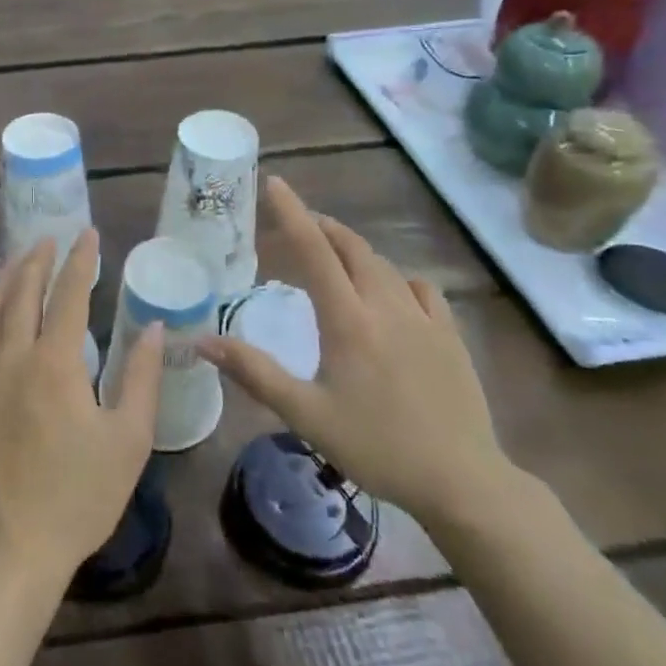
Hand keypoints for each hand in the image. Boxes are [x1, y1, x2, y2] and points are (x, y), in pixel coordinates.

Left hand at [0, 231, 163, 590]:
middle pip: (23, 292)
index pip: (69, 295)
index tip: (89, 234)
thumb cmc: (78, 497)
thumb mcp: (128, 440)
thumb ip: (141, 378)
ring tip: (17, 258)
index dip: (81, 260)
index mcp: (55, 363)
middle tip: (49, 238)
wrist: (9, 549)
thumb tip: (153, 328)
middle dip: (38, 259)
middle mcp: (12, 357)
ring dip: (6, 279)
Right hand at [198, 176, 512, 525]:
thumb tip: (203, 339)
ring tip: (333, 255)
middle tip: (297, 225)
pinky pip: (421, 288)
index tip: (274, 183)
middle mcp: (386, 306)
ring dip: (354, 250)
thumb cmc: (376, 447)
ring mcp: (424, 318)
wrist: (462, 482)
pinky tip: (391, 292)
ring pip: (384, 265)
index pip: (314, 251)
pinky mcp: (450, 336)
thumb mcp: (305, 414)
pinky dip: (396, 277)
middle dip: (322, 227)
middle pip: (352, 248)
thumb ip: (254, 372)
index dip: (292, 213)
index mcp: (348, 320)